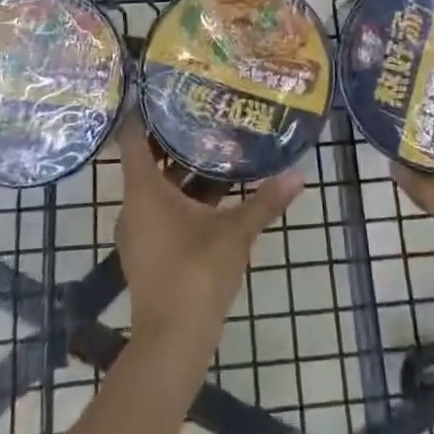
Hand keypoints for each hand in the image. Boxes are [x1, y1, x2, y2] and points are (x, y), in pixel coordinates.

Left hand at [116, 122, 302, 354]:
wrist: (172, 345)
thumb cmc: (197, 275)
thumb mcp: (235, 233)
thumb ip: (265, 202)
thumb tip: (299, 174)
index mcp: (144, 190)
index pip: (134, 137)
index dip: (145, 111)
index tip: (164, 89)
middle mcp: (133, 205)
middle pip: (147, 160)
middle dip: (173, 138)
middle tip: (202, 110)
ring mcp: (138, 231)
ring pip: (156, 187)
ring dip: (181, 170)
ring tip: (213, 144)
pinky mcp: (147, 251)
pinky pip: (159, 209)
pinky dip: (180, 196)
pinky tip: (212, 193)